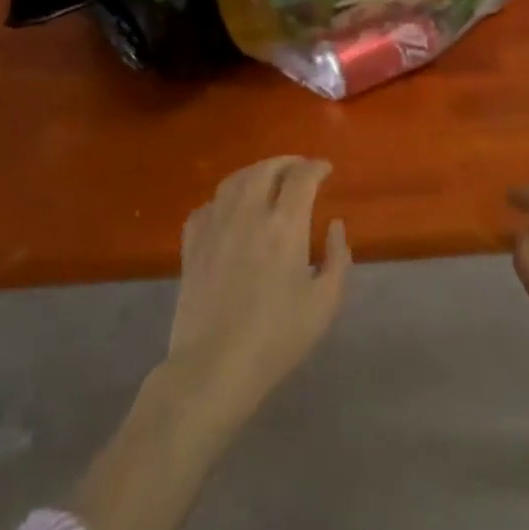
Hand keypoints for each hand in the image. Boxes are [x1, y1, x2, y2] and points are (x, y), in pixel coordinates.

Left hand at [165, 156, 351, 427]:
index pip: (302, 178)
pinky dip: (223, 198)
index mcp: (285, 226)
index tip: (326, 170)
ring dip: (255, 172)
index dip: (316, 167)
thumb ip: (336, 257)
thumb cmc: (278, 337)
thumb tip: (334, 224)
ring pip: (233, 181)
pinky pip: (207, 206)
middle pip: (265, 169)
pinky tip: (230, 209)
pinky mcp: (191, 245)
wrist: (214, 366)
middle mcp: (248, 215)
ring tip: (268, 179)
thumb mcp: (325, 302)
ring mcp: (215, 227)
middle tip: (300, 169)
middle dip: (287, 163)